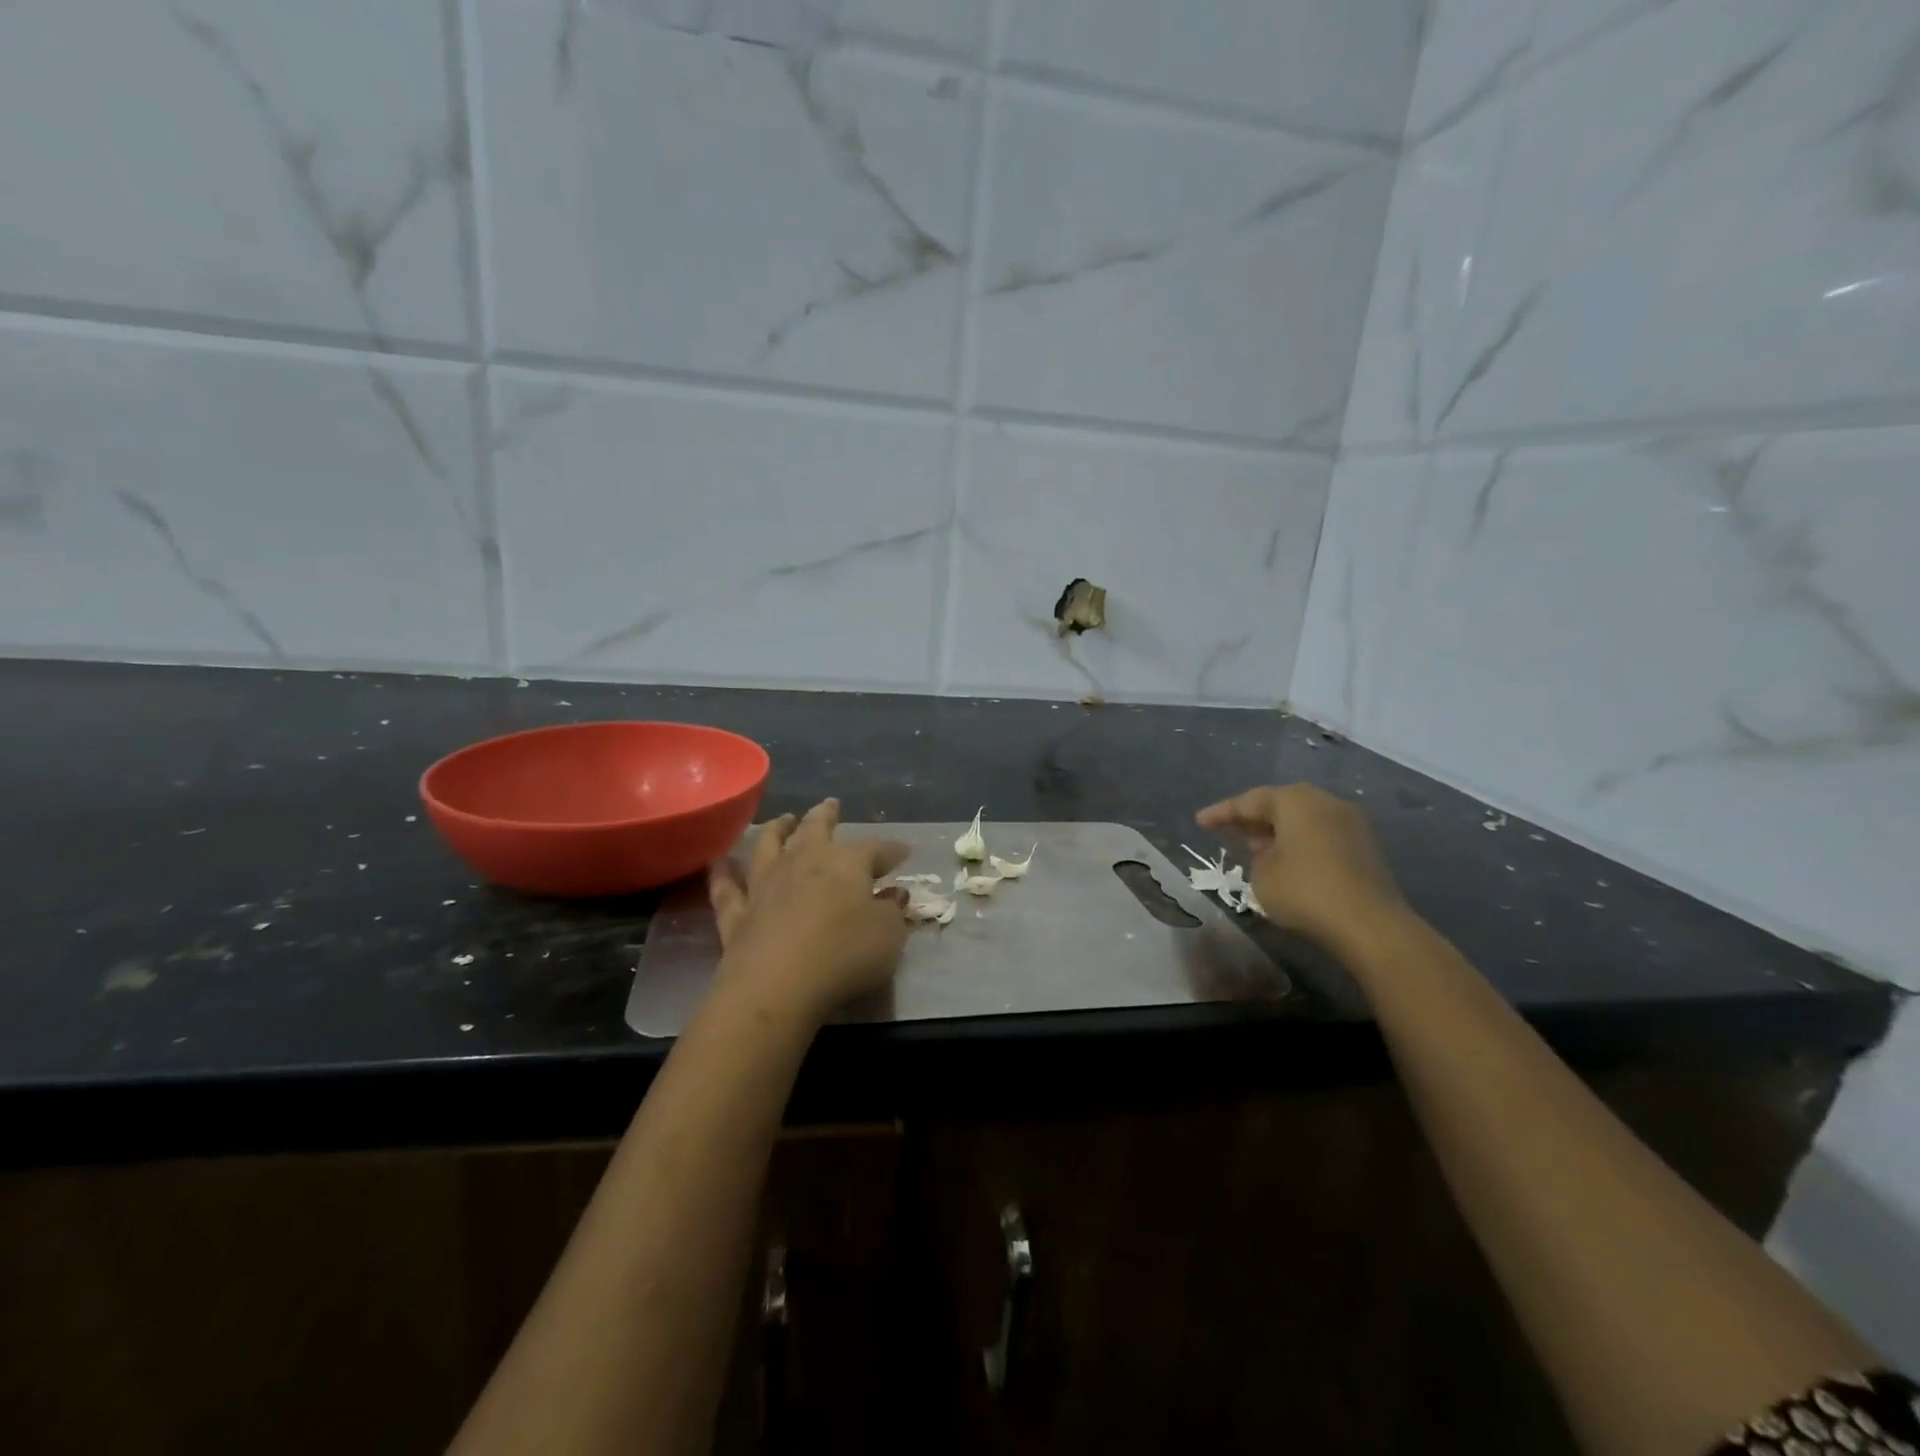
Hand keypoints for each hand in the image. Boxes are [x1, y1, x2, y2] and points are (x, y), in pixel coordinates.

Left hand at [707, 798, 910, 1021]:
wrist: (776, 986)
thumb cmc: (844, 956)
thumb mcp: (888, 936)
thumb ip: (892, 912)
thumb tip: (894, 894)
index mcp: (846, 862)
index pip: (875, 849)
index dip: (891, 850)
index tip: (904, 852)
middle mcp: (803, 862)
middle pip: (815, 829)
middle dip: (825, 815)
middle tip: (830, 804)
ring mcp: (765, 885)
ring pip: (769, 845)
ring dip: (777, 829)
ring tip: (783, 820)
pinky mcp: (736, 913)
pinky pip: (726, 887)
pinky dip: (724, 873)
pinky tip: (720, 862)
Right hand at [1196, 784, 1407, 950]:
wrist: (1370, 924)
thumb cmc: (1305, 891)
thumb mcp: (1261, 876)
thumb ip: (1256, 857)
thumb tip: (1270, 852)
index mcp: (1294, 800)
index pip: (1248, 801)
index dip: (1221, 813)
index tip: (1199, 822)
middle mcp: (1324, 801)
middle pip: (1279, 805)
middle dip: (1253, 820)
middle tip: (1228, 833)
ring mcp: (1350, 822)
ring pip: (1302, 820)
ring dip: (1278, 833)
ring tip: (1255, 850)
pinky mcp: (1365, 846)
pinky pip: (1321, 835)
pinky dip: (1300, 844)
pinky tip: (1287, 862)